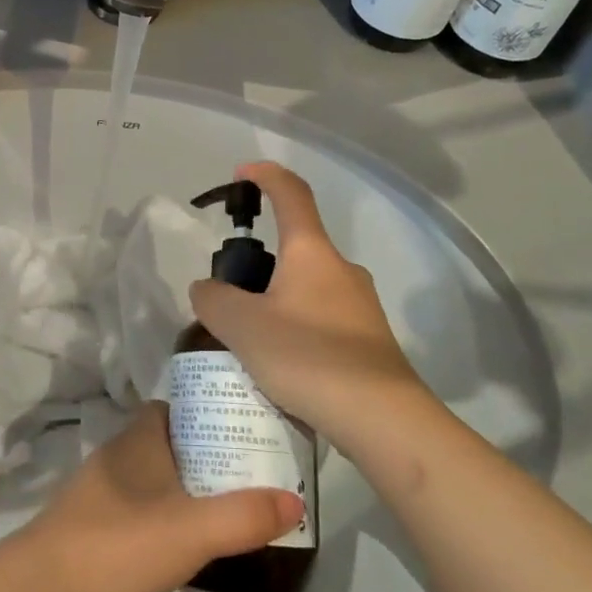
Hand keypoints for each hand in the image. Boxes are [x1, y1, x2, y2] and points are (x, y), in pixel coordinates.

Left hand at [7, 403, 300, 591]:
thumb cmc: (115, 546)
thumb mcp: (190, 531)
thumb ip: (243, 516)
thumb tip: (296, 499)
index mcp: (138, 439)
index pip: (176, 406)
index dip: (209, 412)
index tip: (246, 429)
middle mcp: (118, 455)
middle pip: (169, 441)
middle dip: (206, 453)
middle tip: (250, 474)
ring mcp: (99, 492)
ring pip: (154, 477)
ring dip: (185, 488)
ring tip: (227, 508)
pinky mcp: (90, 527)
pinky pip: (138, 509)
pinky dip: (163, 517)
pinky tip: (183, 544)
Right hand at [188, 161, 432, 454]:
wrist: (383, 418)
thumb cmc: (308, 357)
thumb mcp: (242, 327)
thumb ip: (214, 300)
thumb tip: (208, 289)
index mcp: (311, 252)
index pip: (290, 193)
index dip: (265, 176)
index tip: (242, 173)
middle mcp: (340, 268)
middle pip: (296, 247)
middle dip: (261, 263)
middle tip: (230, 298)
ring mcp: (361, 304)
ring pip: (308, 287)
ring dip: (278, 301)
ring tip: (251, 342)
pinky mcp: (370, 338)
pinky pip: (323, 318)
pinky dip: (297, 328)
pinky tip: (283, 366)